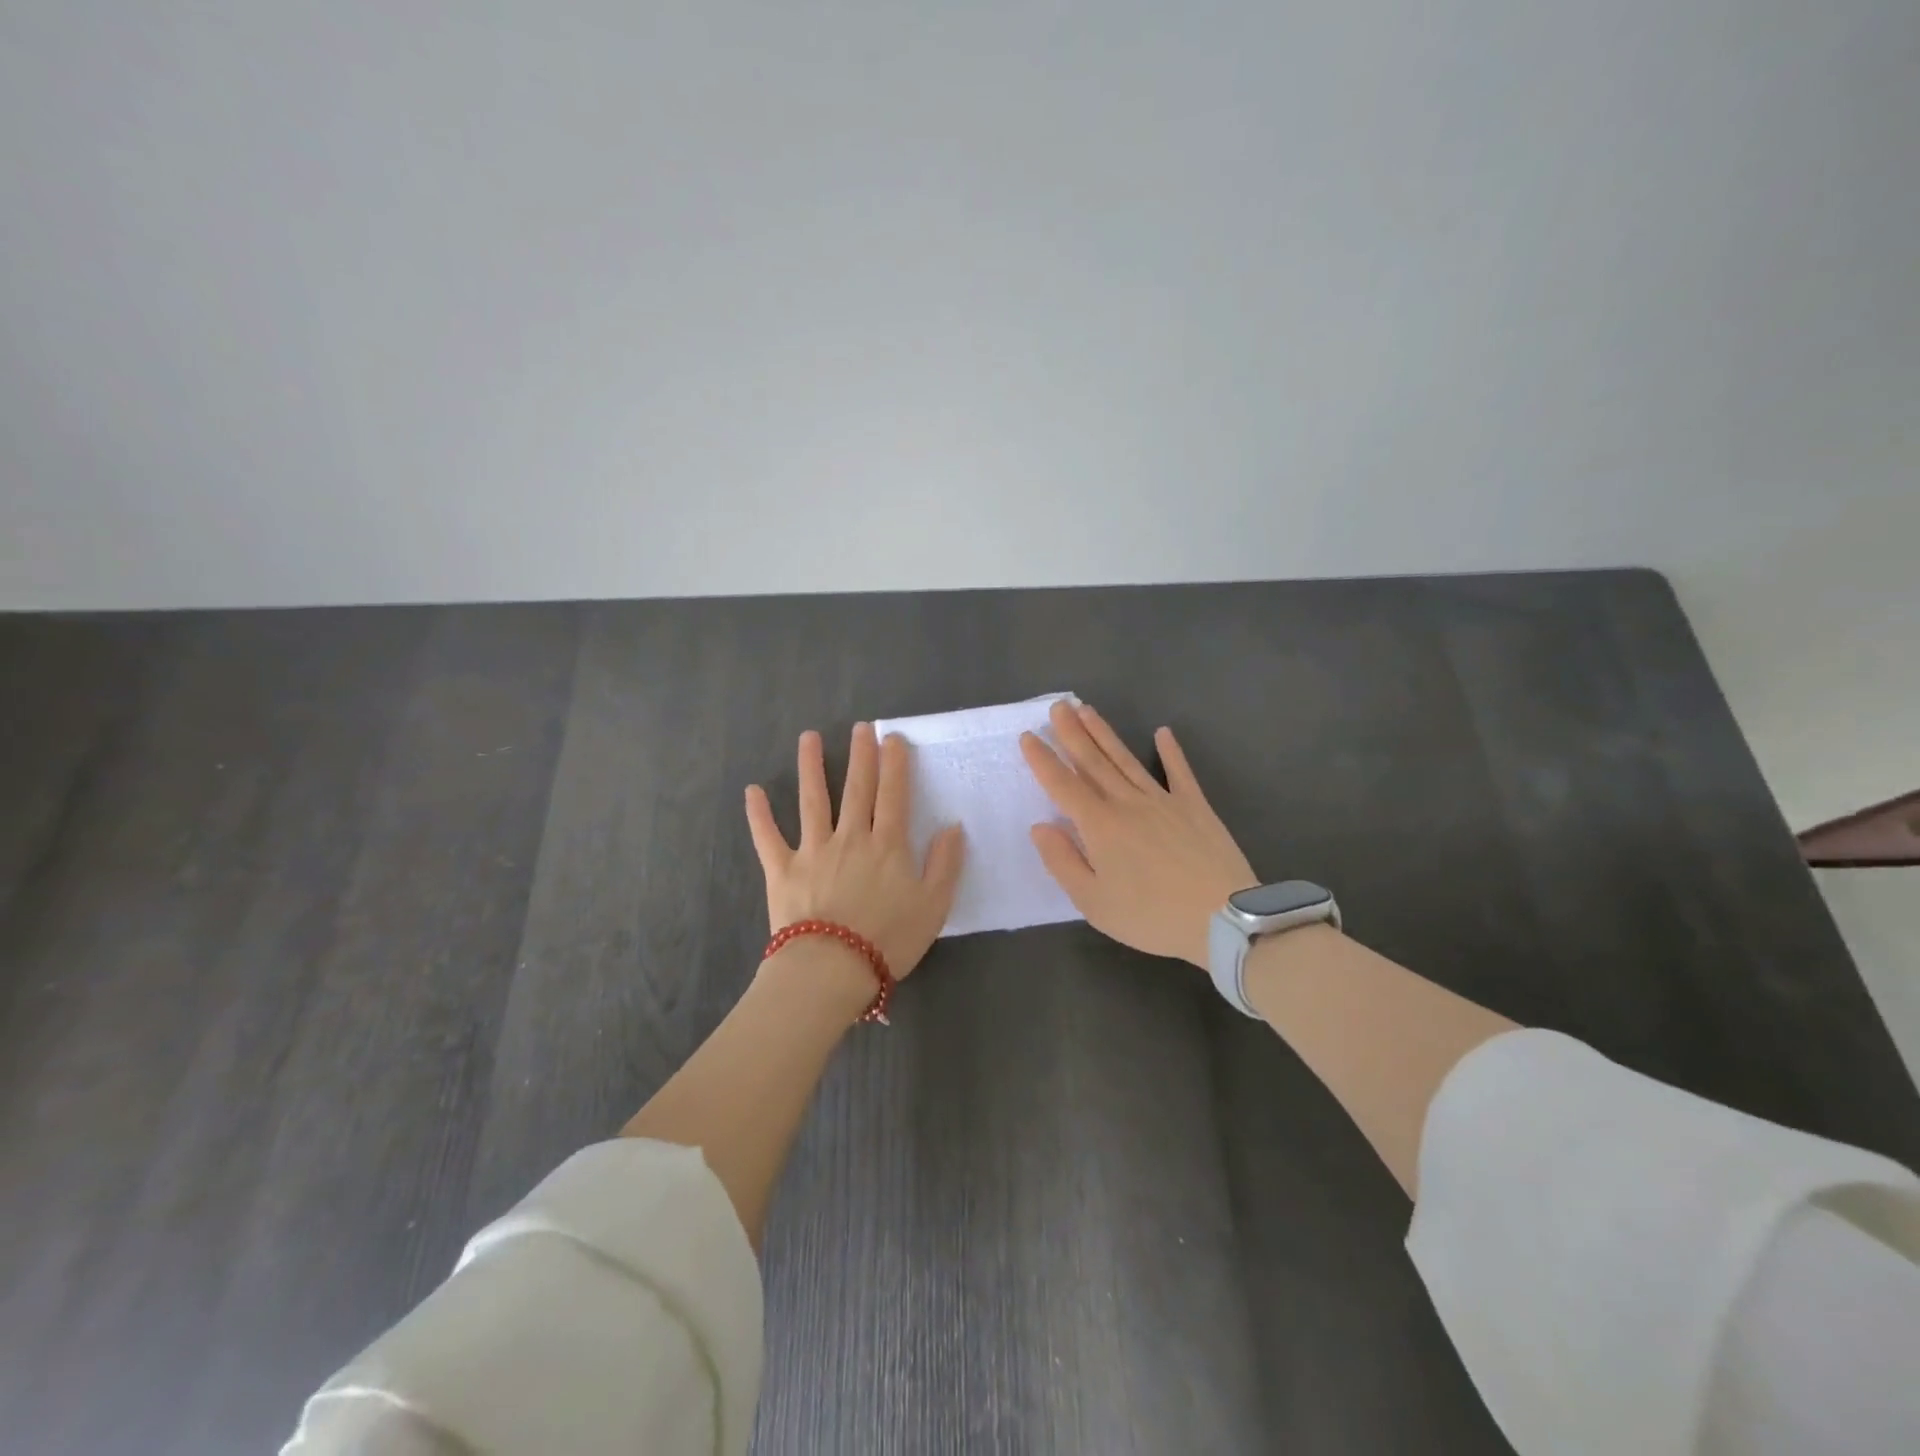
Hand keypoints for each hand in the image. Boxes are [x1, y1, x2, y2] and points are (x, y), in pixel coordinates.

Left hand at [745, 722, 965, 981]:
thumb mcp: (934, 906)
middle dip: (860, 755)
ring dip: (811, 767)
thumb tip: (953, 827)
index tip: (893, 738)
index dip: (895, 765)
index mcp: (887, 845)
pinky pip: (767, 837)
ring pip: (813, 801)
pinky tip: (752, 791)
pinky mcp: (782, 869)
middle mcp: (850, 837)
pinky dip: (758, 815)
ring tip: (809, 738)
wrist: (832, 969)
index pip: (894, 795)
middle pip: (857, 788)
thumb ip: (945, 864)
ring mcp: (813, 850)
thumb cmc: (888, 940)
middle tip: (860, 727)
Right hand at [1021, 700, 1254, 969]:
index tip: (1027, 736)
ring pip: (1126, 760)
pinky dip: (1171, 751)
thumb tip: (1040, 826)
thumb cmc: (1150, 917)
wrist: (1222, 919)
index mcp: (1099, 826)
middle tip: (1059, 705)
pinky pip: (1179, 772)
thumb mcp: (1093, 902)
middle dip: (1072, 732)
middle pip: (1093, 762)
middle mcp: (1127, 803)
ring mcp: (1163, 800)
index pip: (1063, 785)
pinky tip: (1163, 733)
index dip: (1043, 760)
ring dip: (1105, 734)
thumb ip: (1062, 861)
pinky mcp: (1195, 806)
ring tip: (1088, 710)